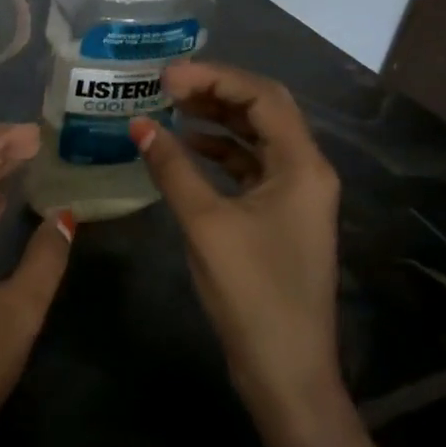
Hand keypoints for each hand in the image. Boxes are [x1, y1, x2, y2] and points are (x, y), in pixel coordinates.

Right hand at [129, 61, 345, 430]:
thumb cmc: (252, 293)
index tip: (167, 76)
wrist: (286, 369)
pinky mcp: (280, 216)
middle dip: (216, 91)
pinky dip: (219, 152)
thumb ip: (172, 168)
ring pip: (256, 138)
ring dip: (217, 119)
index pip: (262, 97)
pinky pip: (249, 167)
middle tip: (166, 86)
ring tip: (171, 108)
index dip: (215, 78)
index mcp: (302, 166)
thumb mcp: (206, 224)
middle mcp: (306, 171)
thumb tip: (139, 125)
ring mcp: (295, 195)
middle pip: (264, 111)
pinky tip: (186, 149)